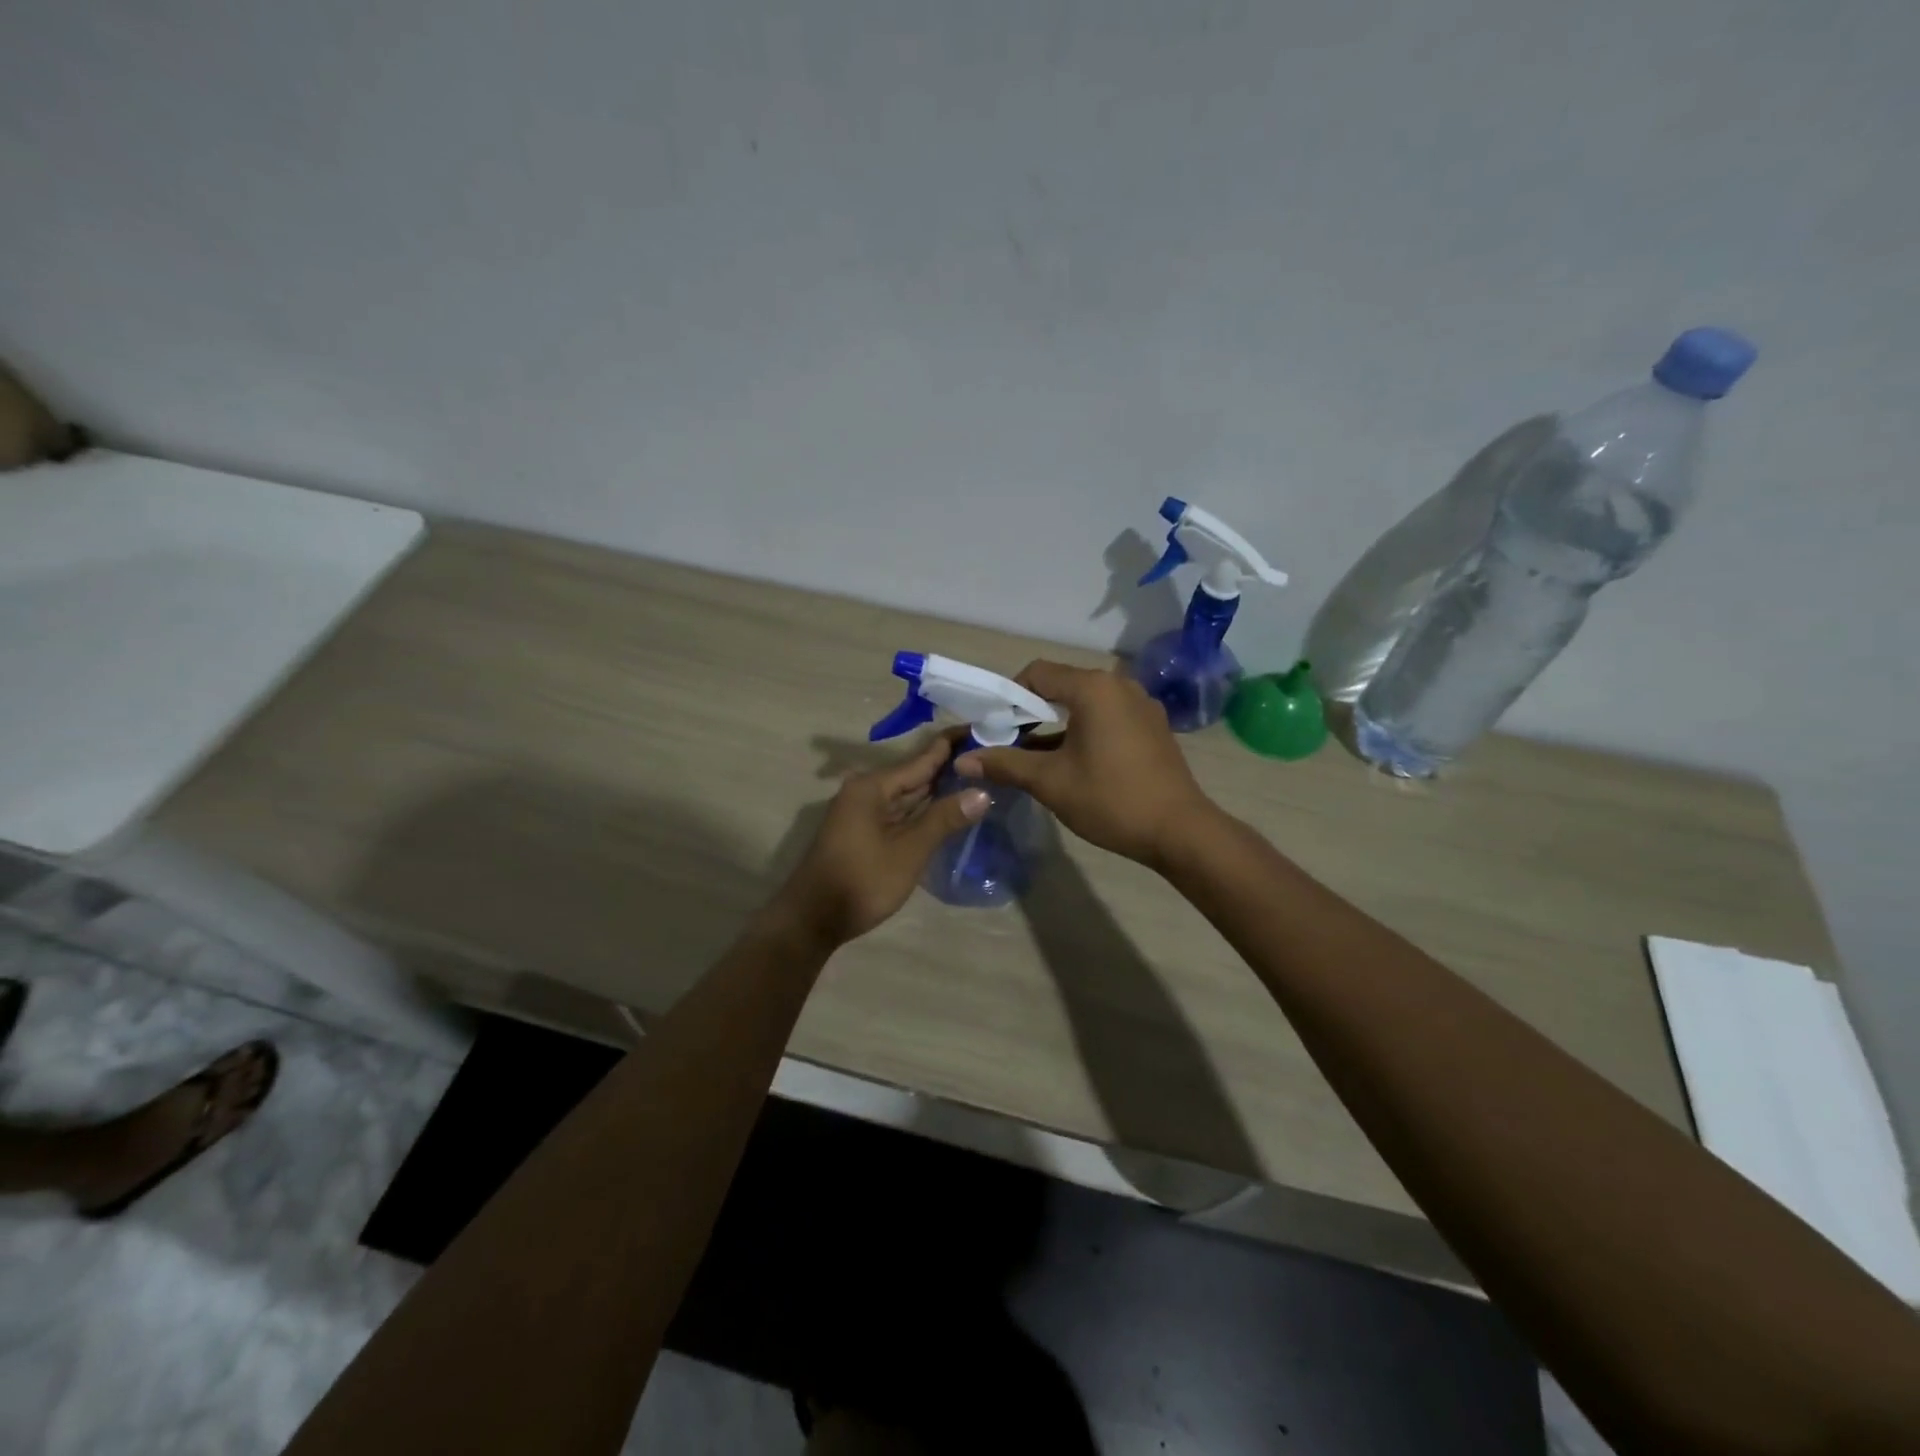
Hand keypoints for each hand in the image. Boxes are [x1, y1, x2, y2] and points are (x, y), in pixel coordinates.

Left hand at [771, 737, 988, 945]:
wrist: (812, 920)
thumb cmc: (861, 881)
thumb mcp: (909, 851)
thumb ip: (944, 818)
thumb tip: (982, 792)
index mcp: (872, 787)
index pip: (921, 758)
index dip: (951, 745)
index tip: (981, 729)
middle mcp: (866, 792)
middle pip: (914, 774)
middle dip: (949, 767)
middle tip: (988, 756)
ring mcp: (863, 813)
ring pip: (908, 795)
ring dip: (938, 789)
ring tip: (977, 776)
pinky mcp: (864, 833)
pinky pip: (900, 812)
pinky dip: (923, 810)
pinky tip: (947, 809)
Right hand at [954, 660, 1214, 866]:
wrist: (1179, 831)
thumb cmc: (1110, 799)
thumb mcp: (1050, 781)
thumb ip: (1004, 764)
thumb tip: (962, 760)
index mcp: (1094, 688)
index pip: (1037, 673)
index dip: (1008, 696)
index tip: (994, 727)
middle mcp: (1120, 685)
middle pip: (1062, 685)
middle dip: (1031, 712)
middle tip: (1009, 743)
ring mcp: (1141, 705)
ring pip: (1085, 704)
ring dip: (1057, 724)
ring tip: (1037, 757)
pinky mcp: (1153, 726)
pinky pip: (1108, 717)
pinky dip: (1084, 731)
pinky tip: (1074, 762)